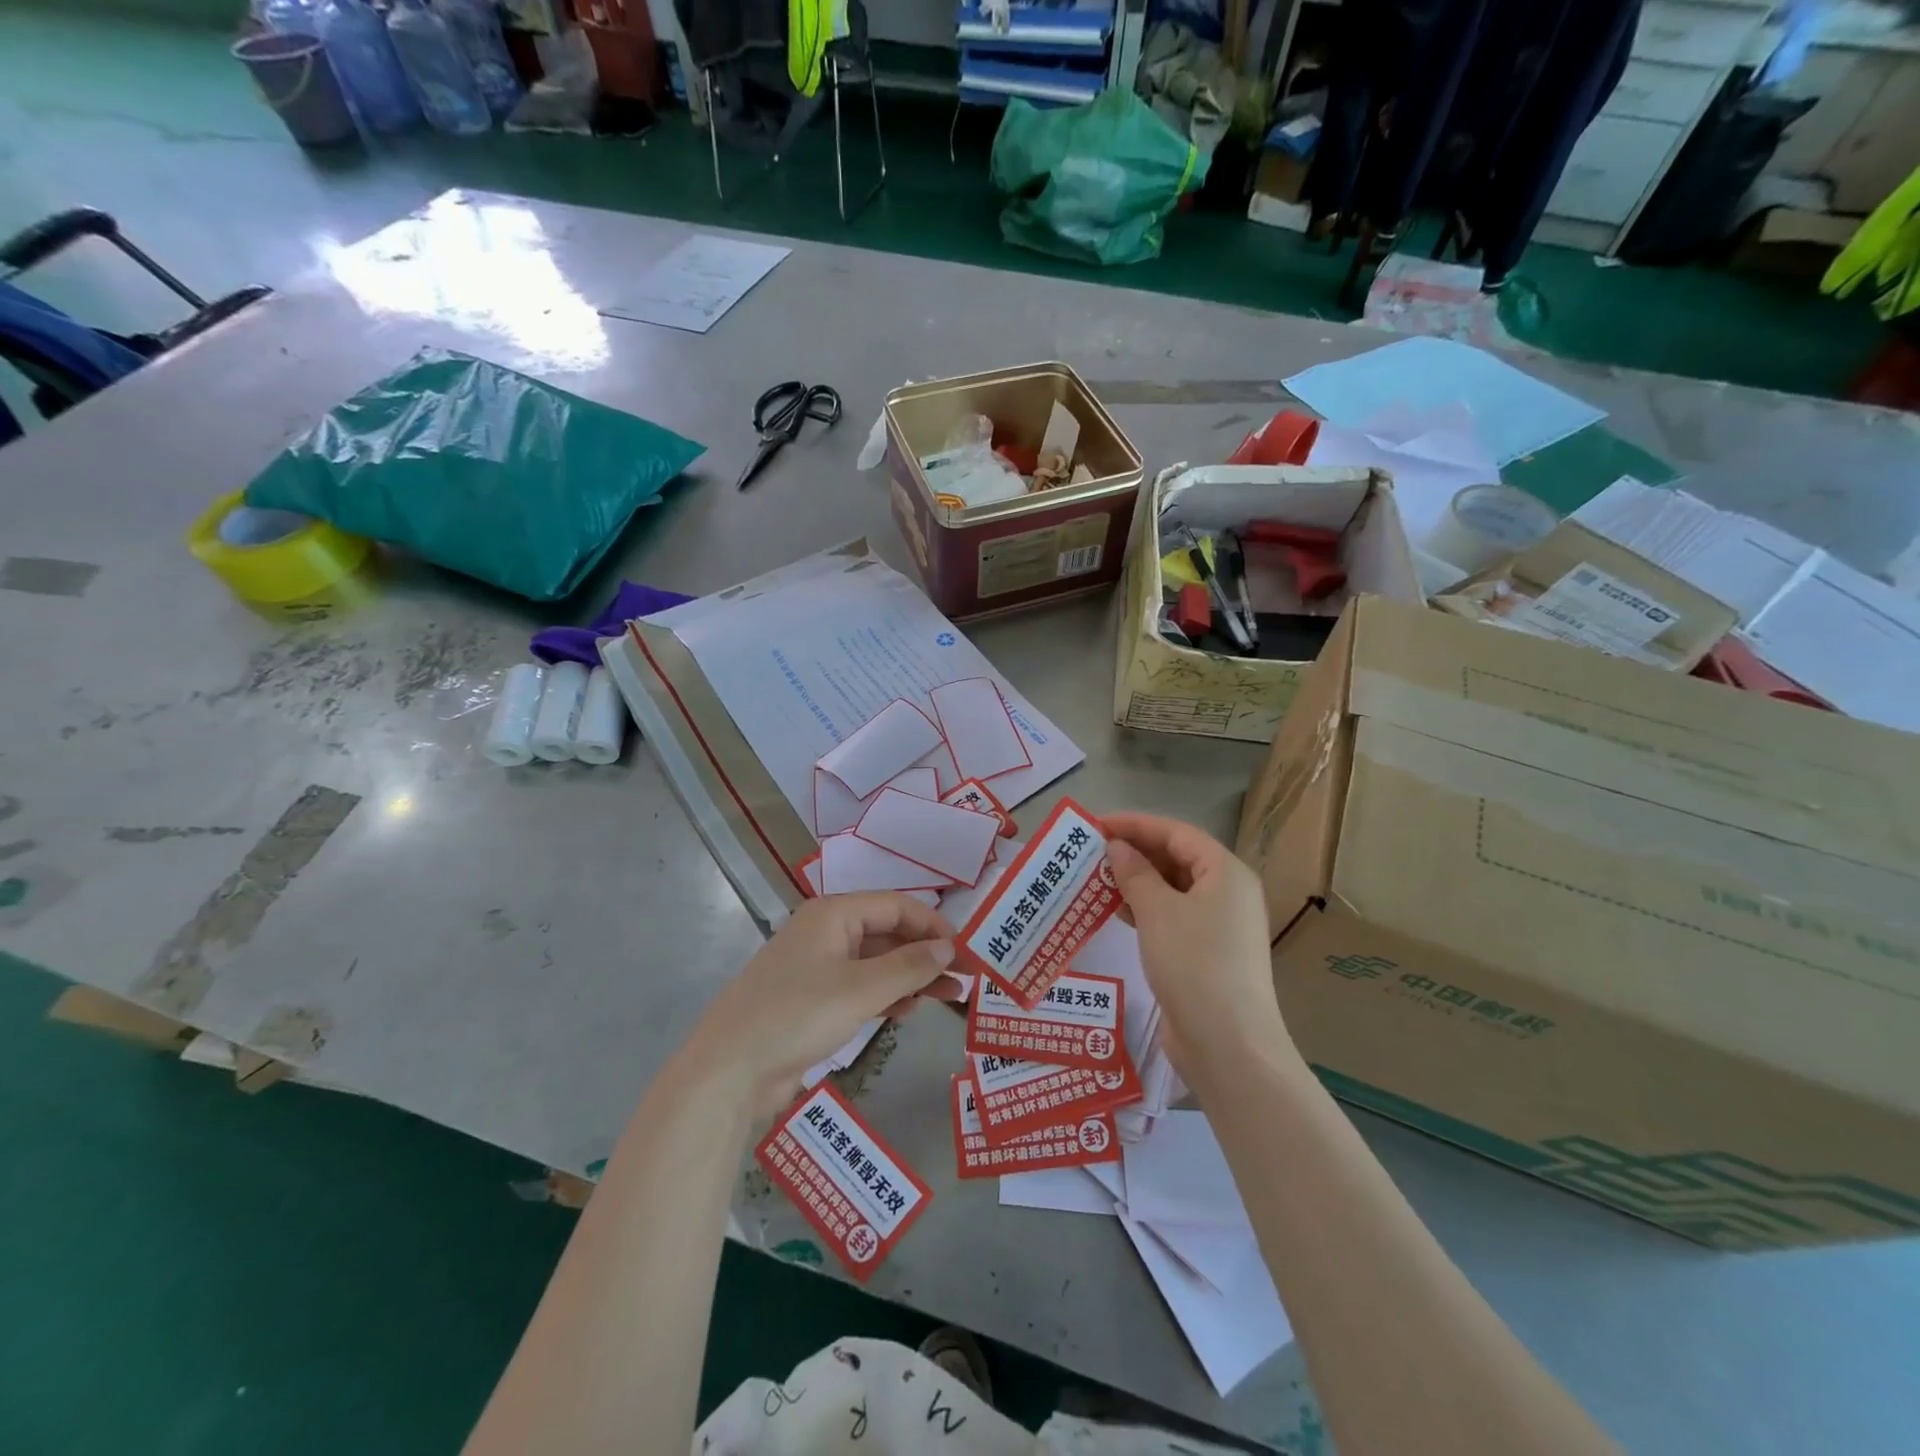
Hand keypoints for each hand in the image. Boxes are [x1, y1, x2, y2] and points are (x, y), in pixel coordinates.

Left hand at [681, 893, 958, 1120]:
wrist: (729, 1070)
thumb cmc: (797, 1015)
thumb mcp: (861, 989)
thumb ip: (910, 966)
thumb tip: (948, 947)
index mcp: (833, 914)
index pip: (896, 906)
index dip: (933, 925)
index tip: (965, 952)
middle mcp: (826, 932)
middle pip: (887, 933)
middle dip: (926, 954)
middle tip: (964, 980)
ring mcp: (817, 967)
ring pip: (875, 962)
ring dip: (910, 977)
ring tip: (946, 998)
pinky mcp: (812, 999)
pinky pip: (859, 986)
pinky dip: (886, 995)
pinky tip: (907, 1011)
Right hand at [1102, 813, 1288, 1082]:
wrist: (1228, 1045)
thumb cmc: (1194, 964)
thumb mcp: (1158, 911)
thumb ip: (1135, 873)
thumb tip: (1117, 847)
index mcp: (1226, 872)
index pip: (1177, 833)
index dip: (1136, 824)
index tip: (1096, 824)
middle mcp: (1227, 893)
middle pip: (1177, 858)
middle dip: (1134, 852)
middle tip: (1091, 851)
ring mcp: (1219, 926)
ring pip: (1172, 889)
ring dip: (1135, 881)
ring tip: (1095, 877)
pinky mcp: (1206, 954)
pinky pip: (1172, 916)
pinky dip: (1144, 909)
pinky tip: (1113, 910)